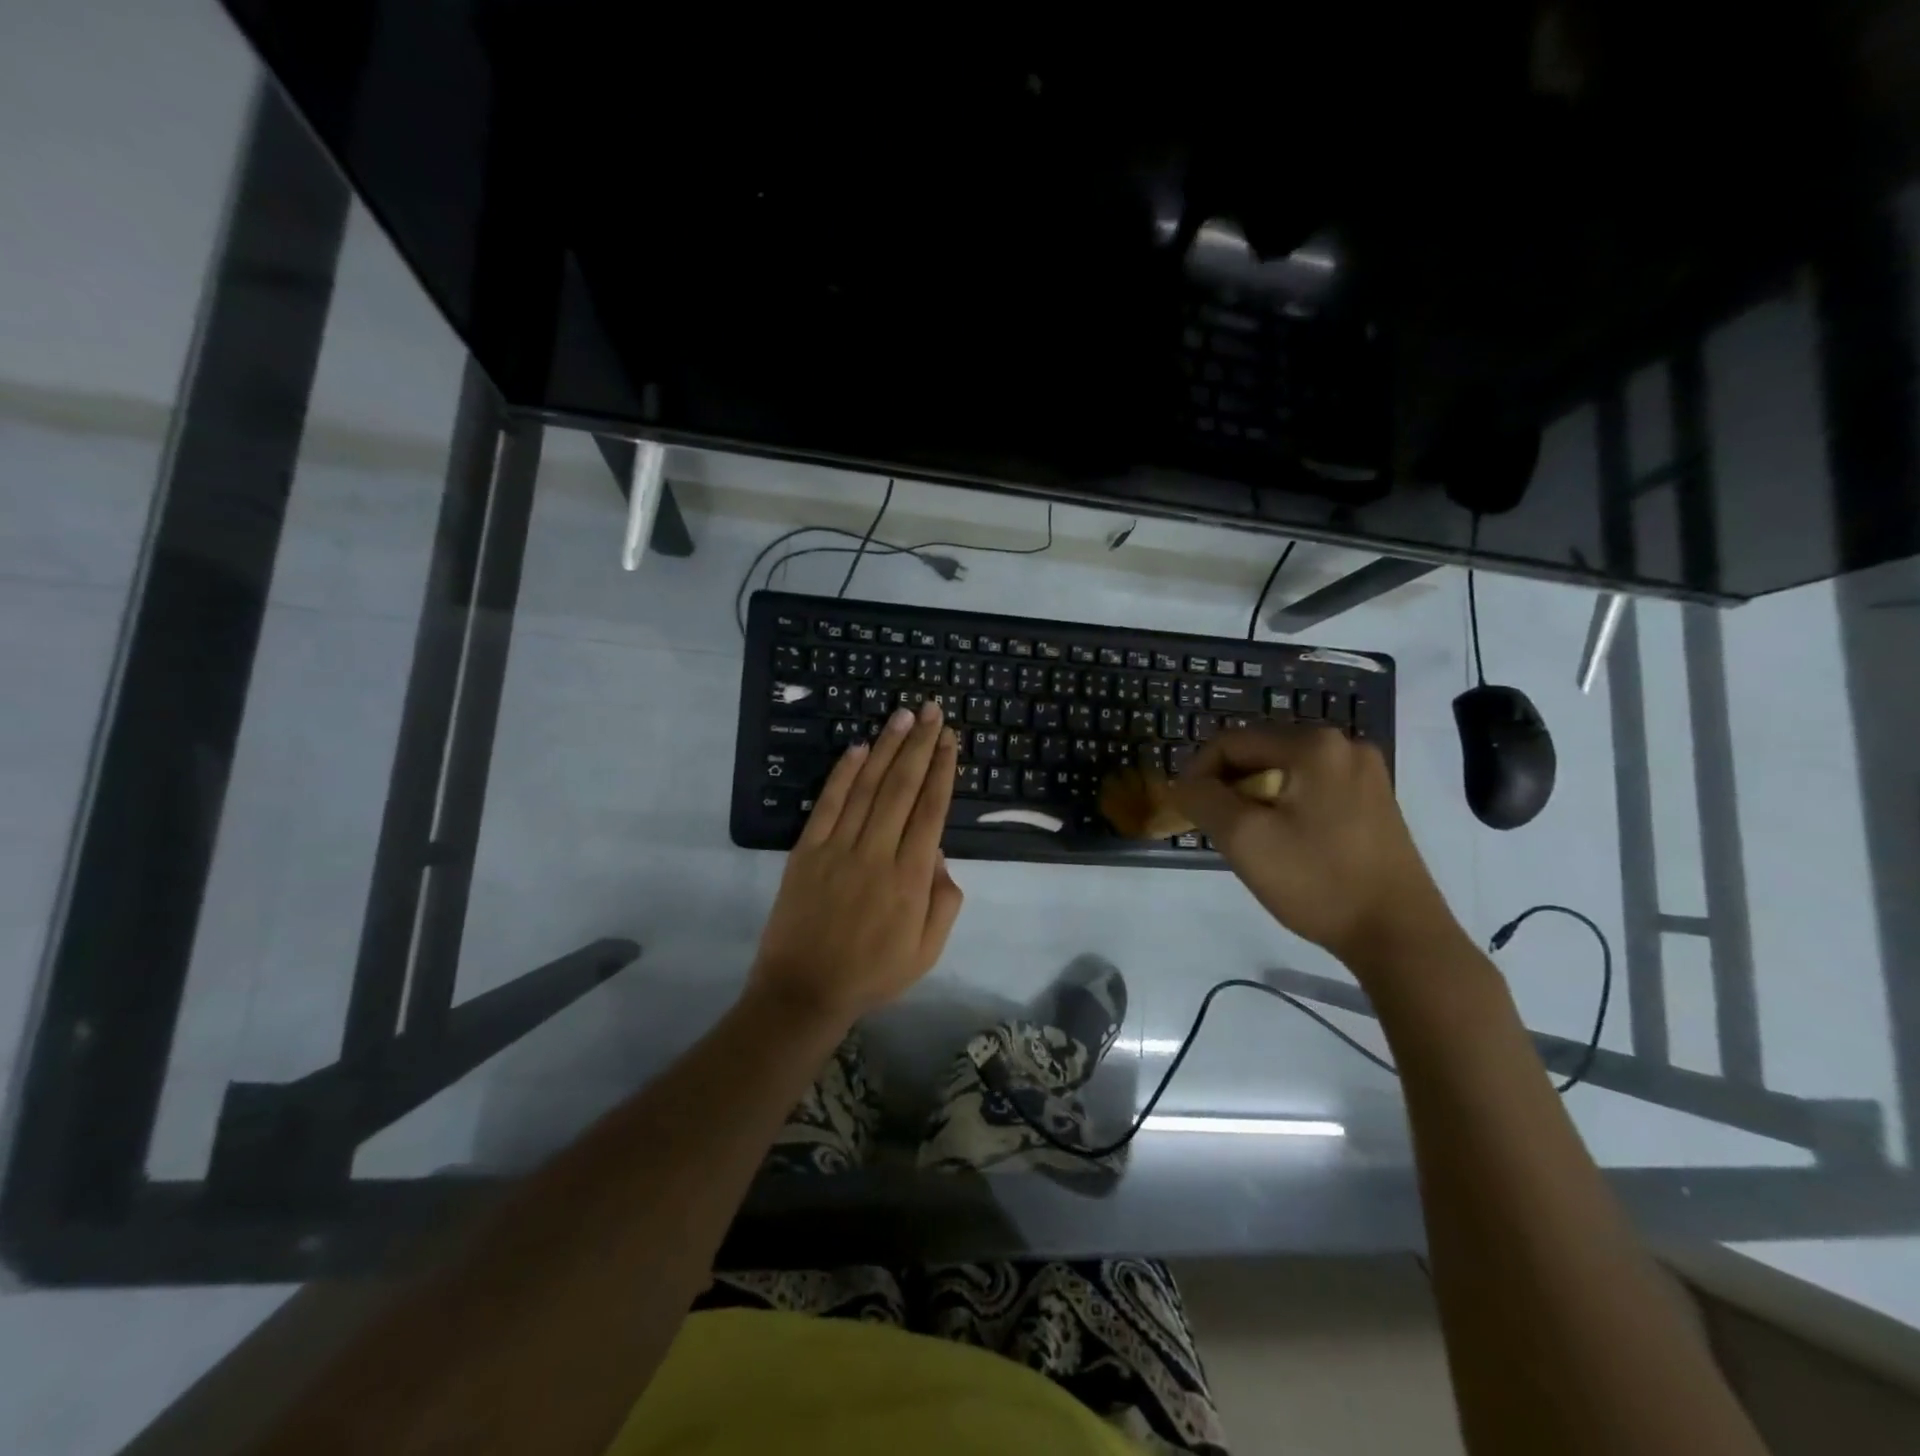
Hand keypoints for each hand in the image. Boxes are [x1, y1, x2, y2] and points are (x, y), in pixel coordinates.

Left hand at [749, 702, 964, 1024]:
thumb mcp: (927, 950)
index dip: (943, 770)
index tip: (951, 739)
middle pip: (903, 788)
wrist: (804, 991)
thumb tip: (939, 853)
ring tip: (904, 716)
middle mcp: (877, 853)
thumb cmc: (873, 974)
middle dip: (921, 745)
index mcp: (911, 878)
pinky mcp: (806, 851)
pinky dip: (843, 774)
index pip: (931, 810)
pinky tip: (859, 748)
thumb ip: (944, 900)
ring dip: (888, 748)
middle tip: (934, 711)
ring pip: (867, 787)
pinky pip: (827, 804)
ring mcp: (838, 848)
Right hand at [1171, 724, 1462, 972]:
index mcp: (1314, 745)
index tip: (1185, 809)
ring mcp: (1366, 772)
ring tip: (1247, 838)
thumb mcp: (1244, 839)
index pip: (1232, 742)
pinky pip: (1312, 789)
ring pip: (1286, 773)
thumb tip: (1184, 784)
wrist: (1399, 935)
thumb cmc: (1317, 881)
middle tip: (1216, 828)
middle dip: (1229, 786)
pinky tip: (1284, 842)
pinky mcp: (1376, 800)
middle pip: (1261, 753)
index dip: (1198, 771)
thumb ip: (1203, 799)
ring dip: (1256, 798)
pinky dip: (1286, 807)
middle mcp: (1344, 745)